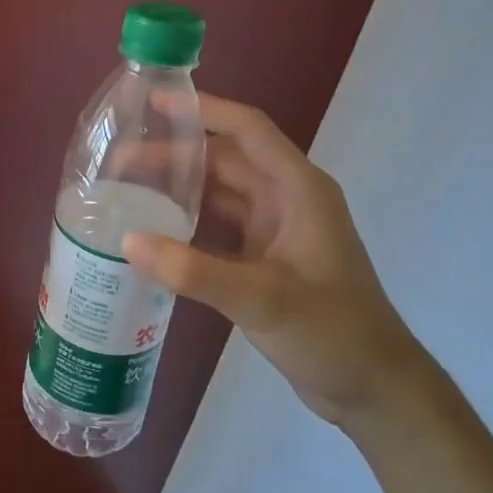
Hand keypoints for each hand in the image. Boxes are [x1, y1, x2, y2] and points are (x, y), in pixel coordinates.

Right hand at [123, 94, 427, 426]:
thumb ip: (194, 270)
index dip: (204, 110)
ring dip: (178, 188)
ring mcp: (276, 230)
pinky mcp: (265, 259)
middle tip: (119, 161)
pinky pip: (219, 226)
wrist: (373, 389)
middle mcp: (286, 200)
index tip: (155, 102)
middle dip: (175, 154)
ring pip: (220, 193)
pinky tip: (153, 230)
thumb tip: (127, 240)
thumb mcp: (263, 298)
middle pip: (225, 160)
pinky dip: (187, 222)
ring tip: (126, 189)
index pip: (248, 130)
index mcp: (298, 190)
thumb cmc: (332, 332)